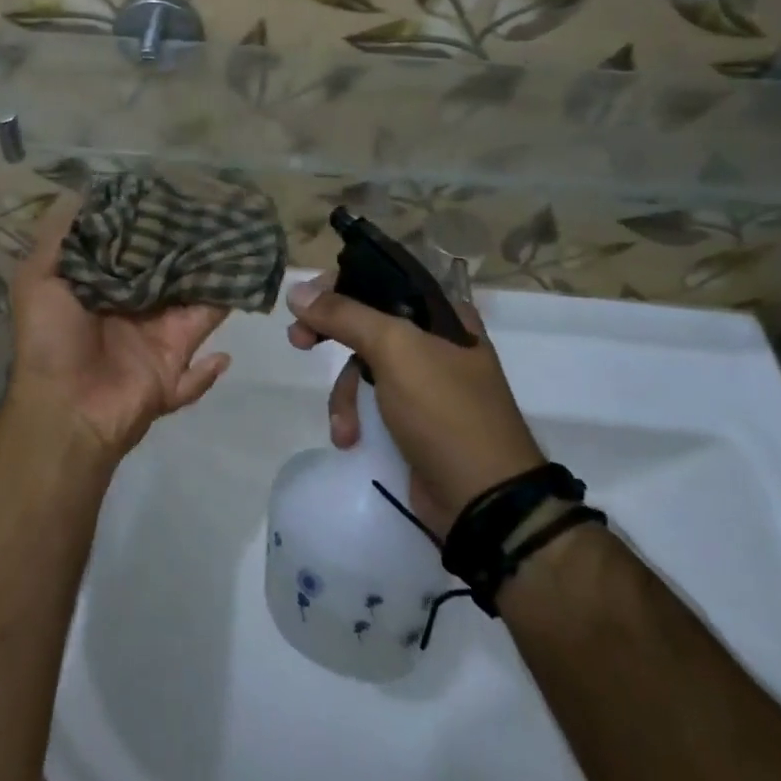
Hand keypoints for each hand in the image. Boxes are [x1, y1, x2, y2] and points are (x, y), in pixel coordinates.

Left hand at [7, 196, 231, 464]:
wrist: (64, 409)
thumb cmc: (50, 339)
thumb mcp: (37, 279)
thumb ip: (58, 235)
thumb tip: (81, 189)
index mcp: (103, 287)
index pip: (134, 249)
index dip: (152, 226)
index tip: (176, 194)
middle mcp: (133, 309)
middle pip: (171, 275)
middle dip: (193, 252)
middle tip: (222, 219)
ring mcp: (156, 341)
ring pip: (195, 308)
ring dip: (215, 288)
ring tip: (242, 257)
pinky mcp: (173, 371)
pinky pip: (200, 370)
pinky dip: (213, 366)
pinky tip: (225, 351)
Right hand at [287, 273, 543, 533]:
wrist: (483, 500)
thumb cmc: (445, 411)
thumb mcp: (395, 350)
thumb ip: (344, 315)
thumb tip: (297, 291)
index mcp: (442, 314)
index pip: (383, 279)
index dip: (341, 284)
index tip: (308, 300)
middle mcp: (435, 342)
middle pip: (367, 322)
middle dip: (330, 335)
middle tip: (298, 340)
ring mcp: (423, 384)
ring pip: (363, 367)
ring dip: (345, 395)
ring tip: (343, 425)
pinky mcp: (412, 420)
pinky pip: (370, 403)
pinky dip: (355, 418)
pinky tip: (352, 439)